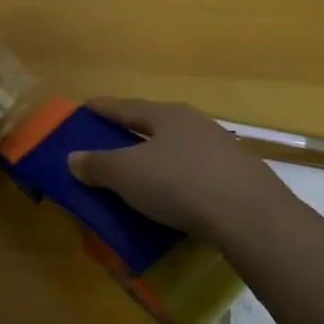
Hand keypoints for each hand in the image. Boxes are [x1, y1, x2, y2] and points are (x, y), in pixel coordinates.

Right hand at [66, 98, 294, 244]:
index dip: (103, 108)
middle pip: (155, 124)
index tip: (85, 106)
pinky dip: (179, 180)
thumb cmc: (179, 184)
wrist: (250, 216)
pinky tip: (176, 195)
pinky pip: (196, 173)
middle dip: (132, 132)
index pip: (126, 107)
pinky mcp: (238, 177)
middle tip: (110, 141)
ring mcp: (222, 149)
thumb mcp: (127, 175)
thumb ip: (98, 165)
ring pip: (178, 148)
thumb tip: (73, 158)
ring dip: (158, 157)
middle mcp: (195, 124)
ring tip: (142, 171)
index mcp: (167, 115)